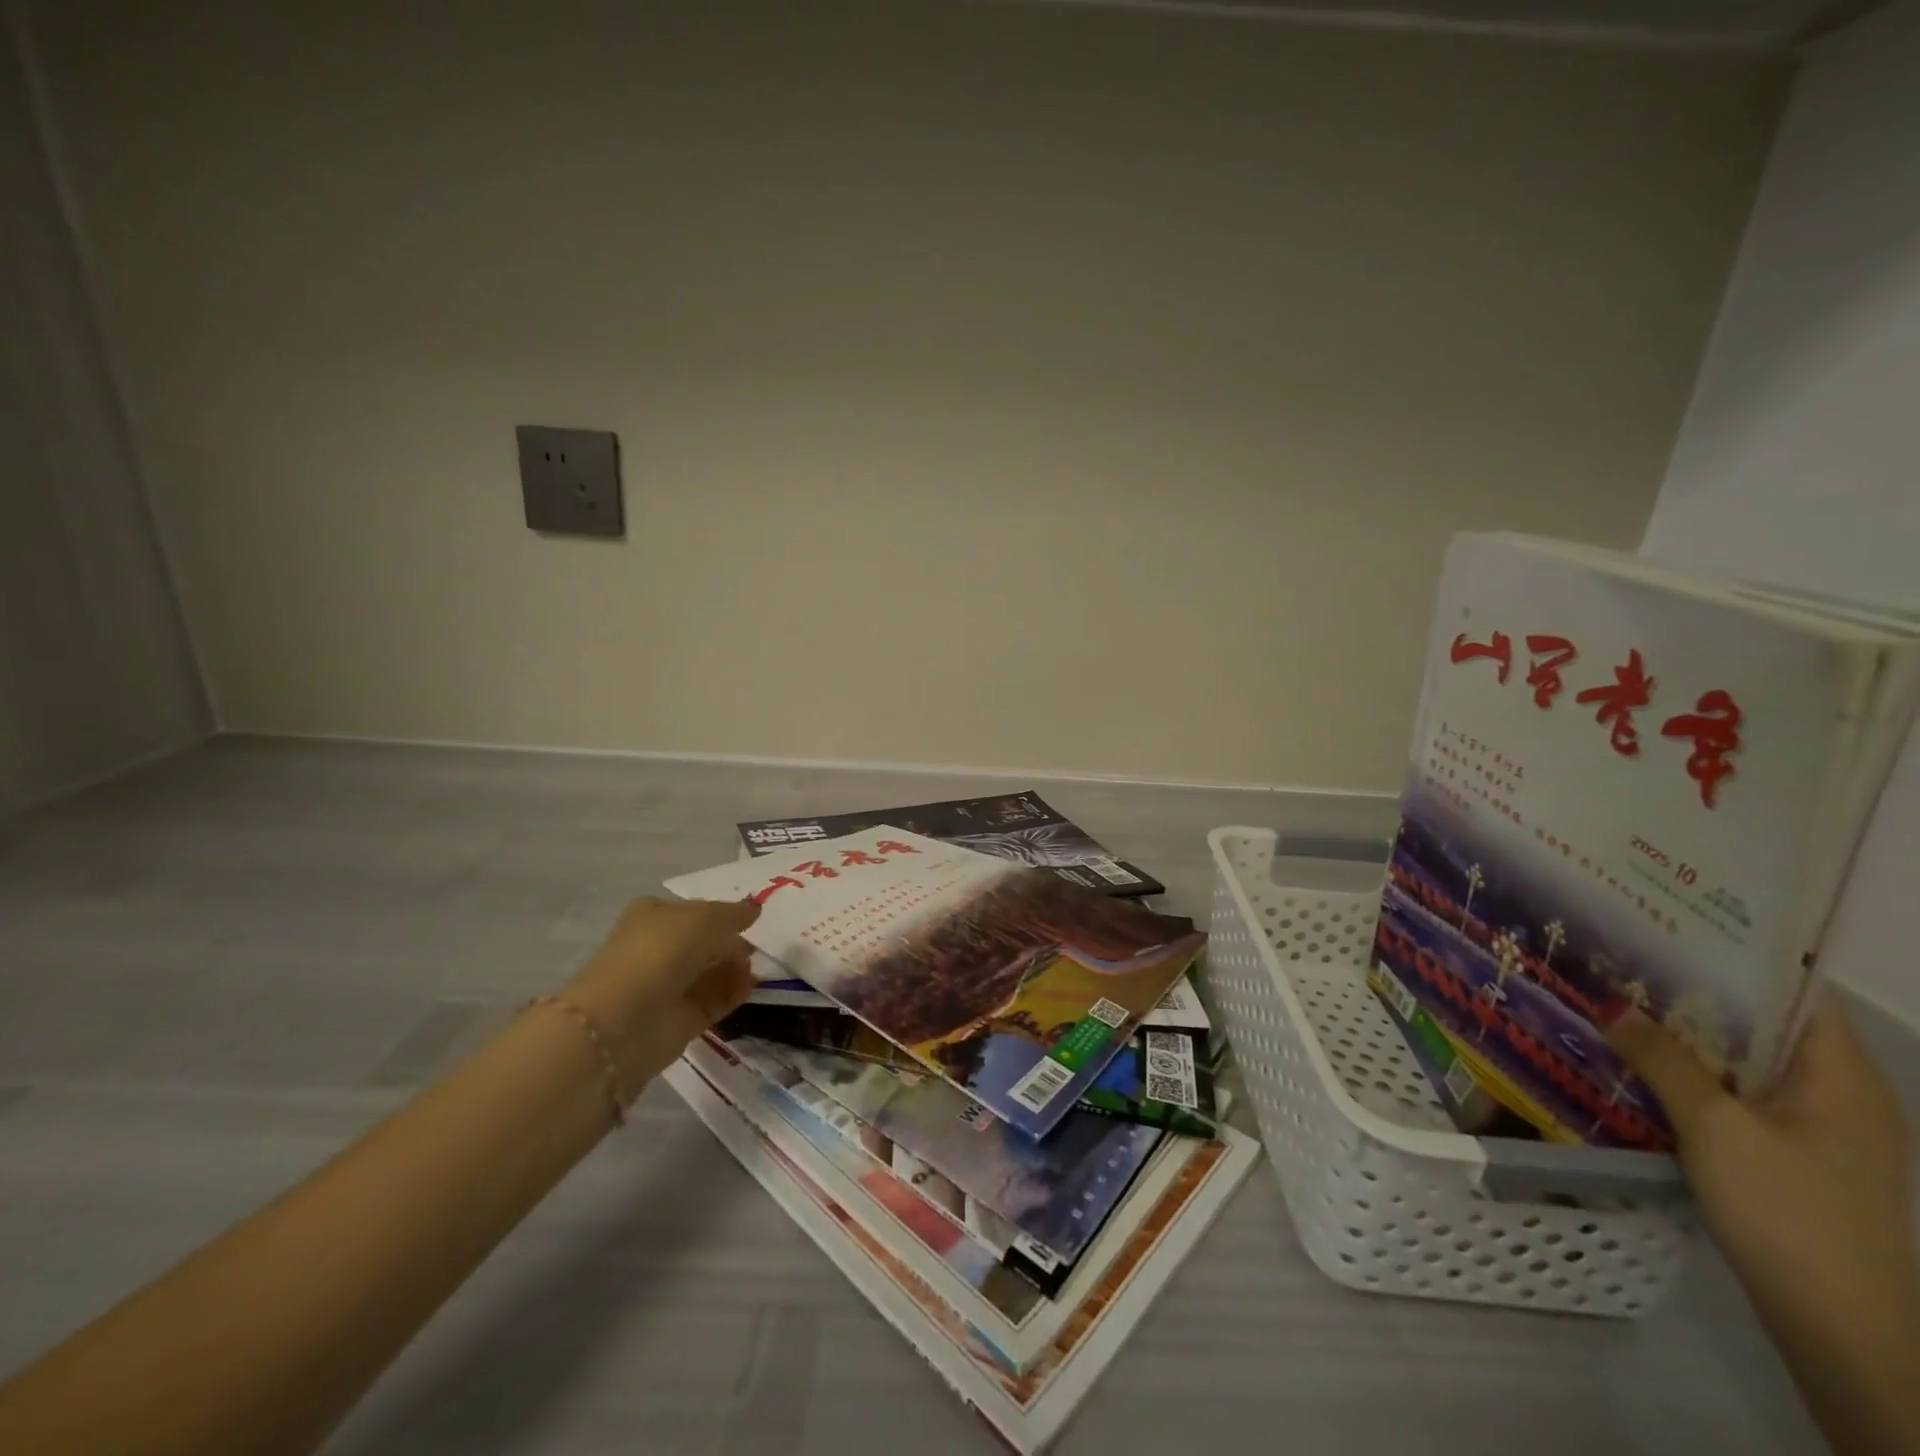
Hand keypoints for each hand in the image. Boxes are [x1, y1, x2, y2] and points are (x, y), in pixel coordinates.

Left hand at [564, 896, 758, 1093]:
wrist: (623, 1021)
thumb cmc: (660, 952)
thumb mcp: (703, 919)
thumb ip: (733, 914)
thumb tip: (753, 911)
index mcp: (654, 916)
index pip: (694, 910)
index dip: (722, 912)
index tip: (750, 918)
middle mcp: (658, 949)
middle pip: (704, 942)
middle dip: (731, 942)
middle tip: (755, 946)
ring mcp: (667, 986)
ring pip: (710, 972)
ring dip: (735, 968)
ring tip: (753, 967)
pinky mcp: (679, 1019)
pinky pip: (713, 1000)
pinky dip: (733, 992)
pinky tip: (749, 986)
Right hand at [1613, 998, 1919, 1454]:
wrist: (1840, 1327)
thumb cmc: (1789, 1212)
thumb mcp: (1714, 1127)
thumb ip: (1661, 1060)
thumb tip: (1610, 1003)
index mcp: (1843, 1079)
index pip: (1796, 993)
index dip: (1737, 955)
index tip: (1668, 927)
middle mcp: (1839, 1097)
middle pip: (1763, 1026)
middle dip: (1694, 995)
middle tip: (1622, 962)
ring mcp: (1818, 1132)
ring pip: (1744, 1063)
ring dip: (1686, 1038)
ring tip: (1617, 1005)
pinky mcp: (1791, 1160)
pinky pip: (1737, 1097)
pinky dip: (1692, 1076)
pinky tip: (1639, 1067)